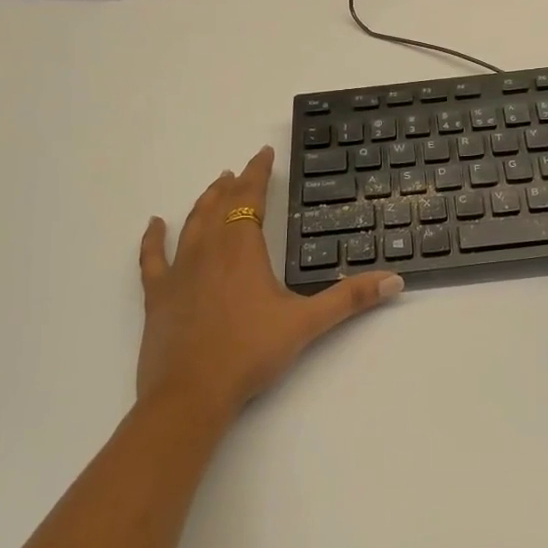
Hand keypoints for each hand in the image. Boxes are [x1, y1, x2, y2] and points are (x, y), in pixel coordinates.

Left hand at [136, 148, 403, 417]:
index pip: (250, 197)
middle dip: (233, 184)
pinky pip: (152, 258)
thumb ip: (350, 298)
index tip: (264, 153)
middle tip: (240, 170)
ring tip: (214, 186)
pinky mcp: (158, 295)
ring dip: (203, 202)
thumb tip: (395, 280)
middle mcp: (208, 250)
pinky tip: (154, 225)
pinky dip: (152, 238)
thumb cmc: (250, 353)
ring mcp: (179, 271)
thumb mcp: (306, 323)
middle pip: (220, 205)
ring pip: (191, 224)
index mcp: (242, 248)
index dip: (258, 172)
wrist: (191, 394)